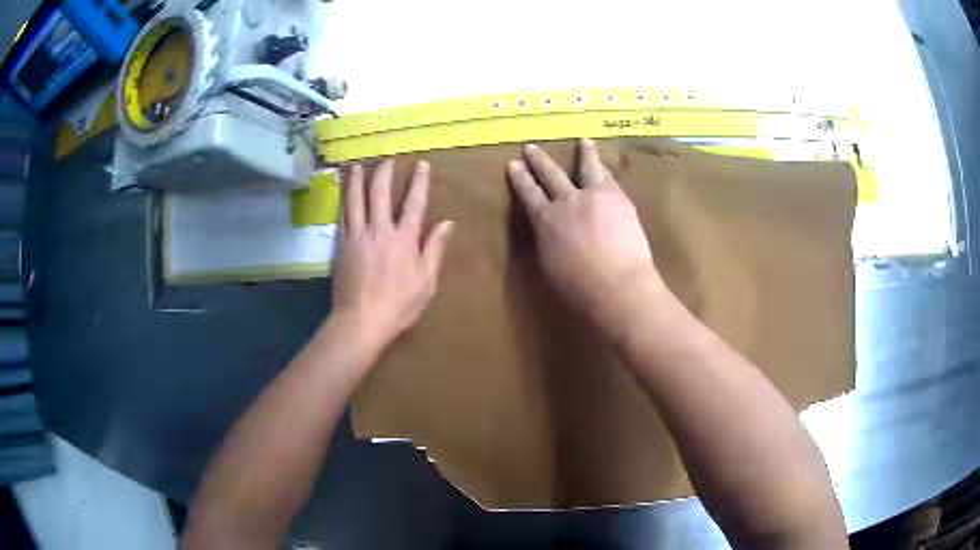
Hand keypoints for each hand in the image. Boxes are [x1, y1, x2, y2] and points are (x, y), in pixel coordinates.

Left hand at [332, 159, 452, 354]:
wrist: (361, 321)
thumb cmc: (399, 305)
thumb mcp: (427, 281)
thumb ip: (435, 249)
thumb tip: (447, 223)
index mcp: (404, 240)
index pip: (415, 203)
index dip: (419, 182)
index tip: (422, 164)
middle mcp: (380, 231)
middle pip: (380, 194)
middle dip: (384, 173)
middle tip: (387, 159)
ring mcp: (358, 236)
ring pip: (356, 201)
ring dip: (357, 181)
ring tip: (356, 166)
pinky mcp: (342, 246)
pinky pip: (342, 217)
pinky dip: (343, 202)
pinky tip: (343, 194)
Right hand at [507, 139, 665, 341]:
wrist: (618, 285)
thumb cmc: (578, 287)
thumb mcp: (549, 264)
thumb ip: (547, 240)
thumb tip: (548, 229)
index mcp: (545, 220)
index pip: (528, 193)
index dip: (520, 178)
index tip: (513, 165)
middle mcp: (567, 201)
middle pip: (551, 174)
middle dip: (539, 160)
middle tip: (531, 147)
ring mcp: (595, 196)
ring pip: (587, 167)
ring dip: (584, 153)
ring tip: (583, 141)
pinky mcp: (619, 199)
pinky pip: (609, 179)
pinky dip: (604, 172)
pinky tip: (605, 168)